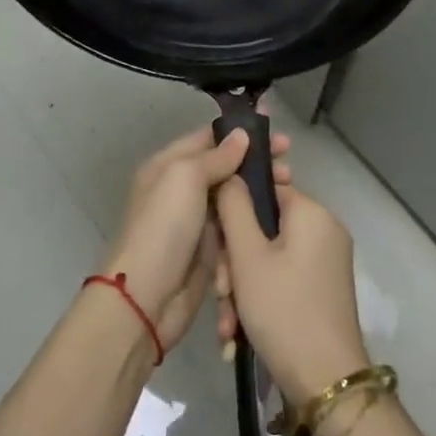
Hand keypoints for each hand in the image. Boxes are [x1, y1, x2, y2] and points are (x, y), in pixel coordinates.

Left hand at [101, 126, 291, 353]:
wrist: (146, 300)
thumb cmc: (164, 228)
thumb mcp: (185, 178)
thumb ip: (216, 156)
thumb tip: (241, 135)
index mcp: (168, 166)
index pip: (209, 139)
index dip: (242, 135)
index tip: (277, 136)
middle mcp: (181, 190)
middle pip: (226, 169)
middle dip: (257, 165)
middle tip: (288, 168)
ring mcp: (197, 221)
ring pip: (235, 199)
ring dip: (261, 193)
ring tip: (289, 190)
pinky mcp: (210, 250)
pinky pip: (236, 228)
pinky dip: (254, 222)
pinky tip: (278, 219)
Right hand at [214, 176, 368, 405]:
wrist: (325, 382)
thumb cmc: (283, 309)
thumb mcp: (247, 256)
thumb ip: (234, 208)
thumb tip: (232, 174)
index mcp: (312, 212)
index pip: (265, 189)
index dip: (234, 212)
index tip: (215, 243)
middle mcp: (324, 230)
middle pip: (265, 229)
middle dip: (234, 262)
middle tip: (221, 292)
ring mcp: (326, 262)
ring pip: (269, 259)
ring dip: (242, 288)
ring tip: (228, 325)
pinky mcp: (323, 290)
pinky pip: (283, 280)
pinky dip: (260, 300)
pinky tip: (238, 334)